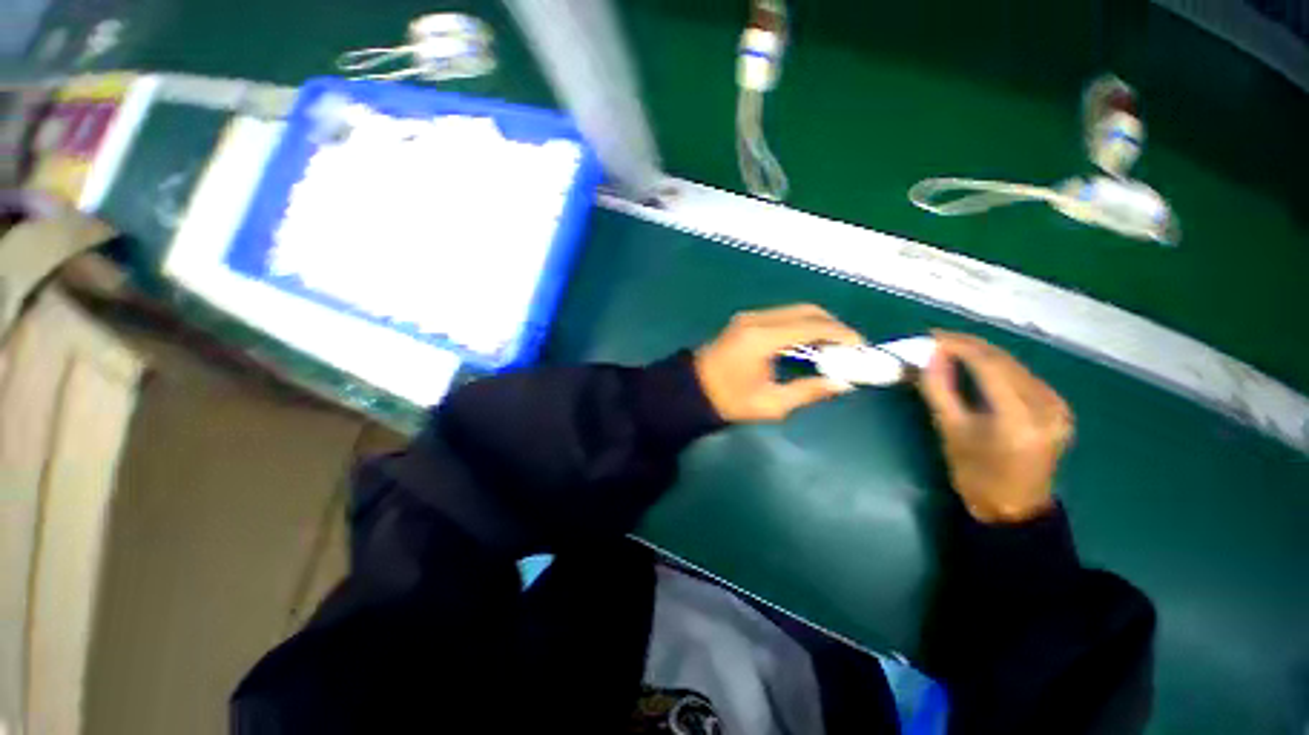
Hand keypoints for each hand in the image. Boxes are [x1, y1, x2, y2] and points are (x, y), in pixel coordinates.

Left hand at [695, 304, 863, 422]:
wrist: (690, 391)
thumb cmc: (728, 401)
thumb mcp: (771, 404)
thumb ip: (808, 391)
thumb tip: (842, 383)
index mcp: (762, 337)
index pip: (812, 325)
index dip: (841, 333)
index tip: (861, 347)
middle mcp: (757, 319)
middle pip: (806, 310)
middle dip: (833, 326)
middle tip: (850, 348)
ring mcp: (749, 317)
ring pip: (794, 311)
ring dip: (817, 325)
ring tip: (834, 348)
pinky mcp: (745, 321)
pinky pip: (781, 316)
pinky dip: (801, 326)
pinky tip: (809, 344)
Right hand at [918, 331, 1073, 523]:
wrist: (1014, 508)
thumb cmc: (975, 474)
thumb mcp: (950, 430)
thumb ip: (939, 389)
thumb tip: (931, 356)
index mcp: (1019, 418)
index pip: (990, 366)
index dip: (960, 346)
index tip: (933, 336)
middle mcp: (1047, 407)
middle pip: (1006, 361)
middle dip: (970, 346)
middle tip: (939, 340)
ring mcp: (1058, 406)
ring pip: (1016, 365)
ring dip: (983, 354)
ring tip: (953, 350)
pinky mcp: (1059, 408)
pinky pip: (1025, 376)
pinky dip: (999, 367)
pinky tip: (979, 366)